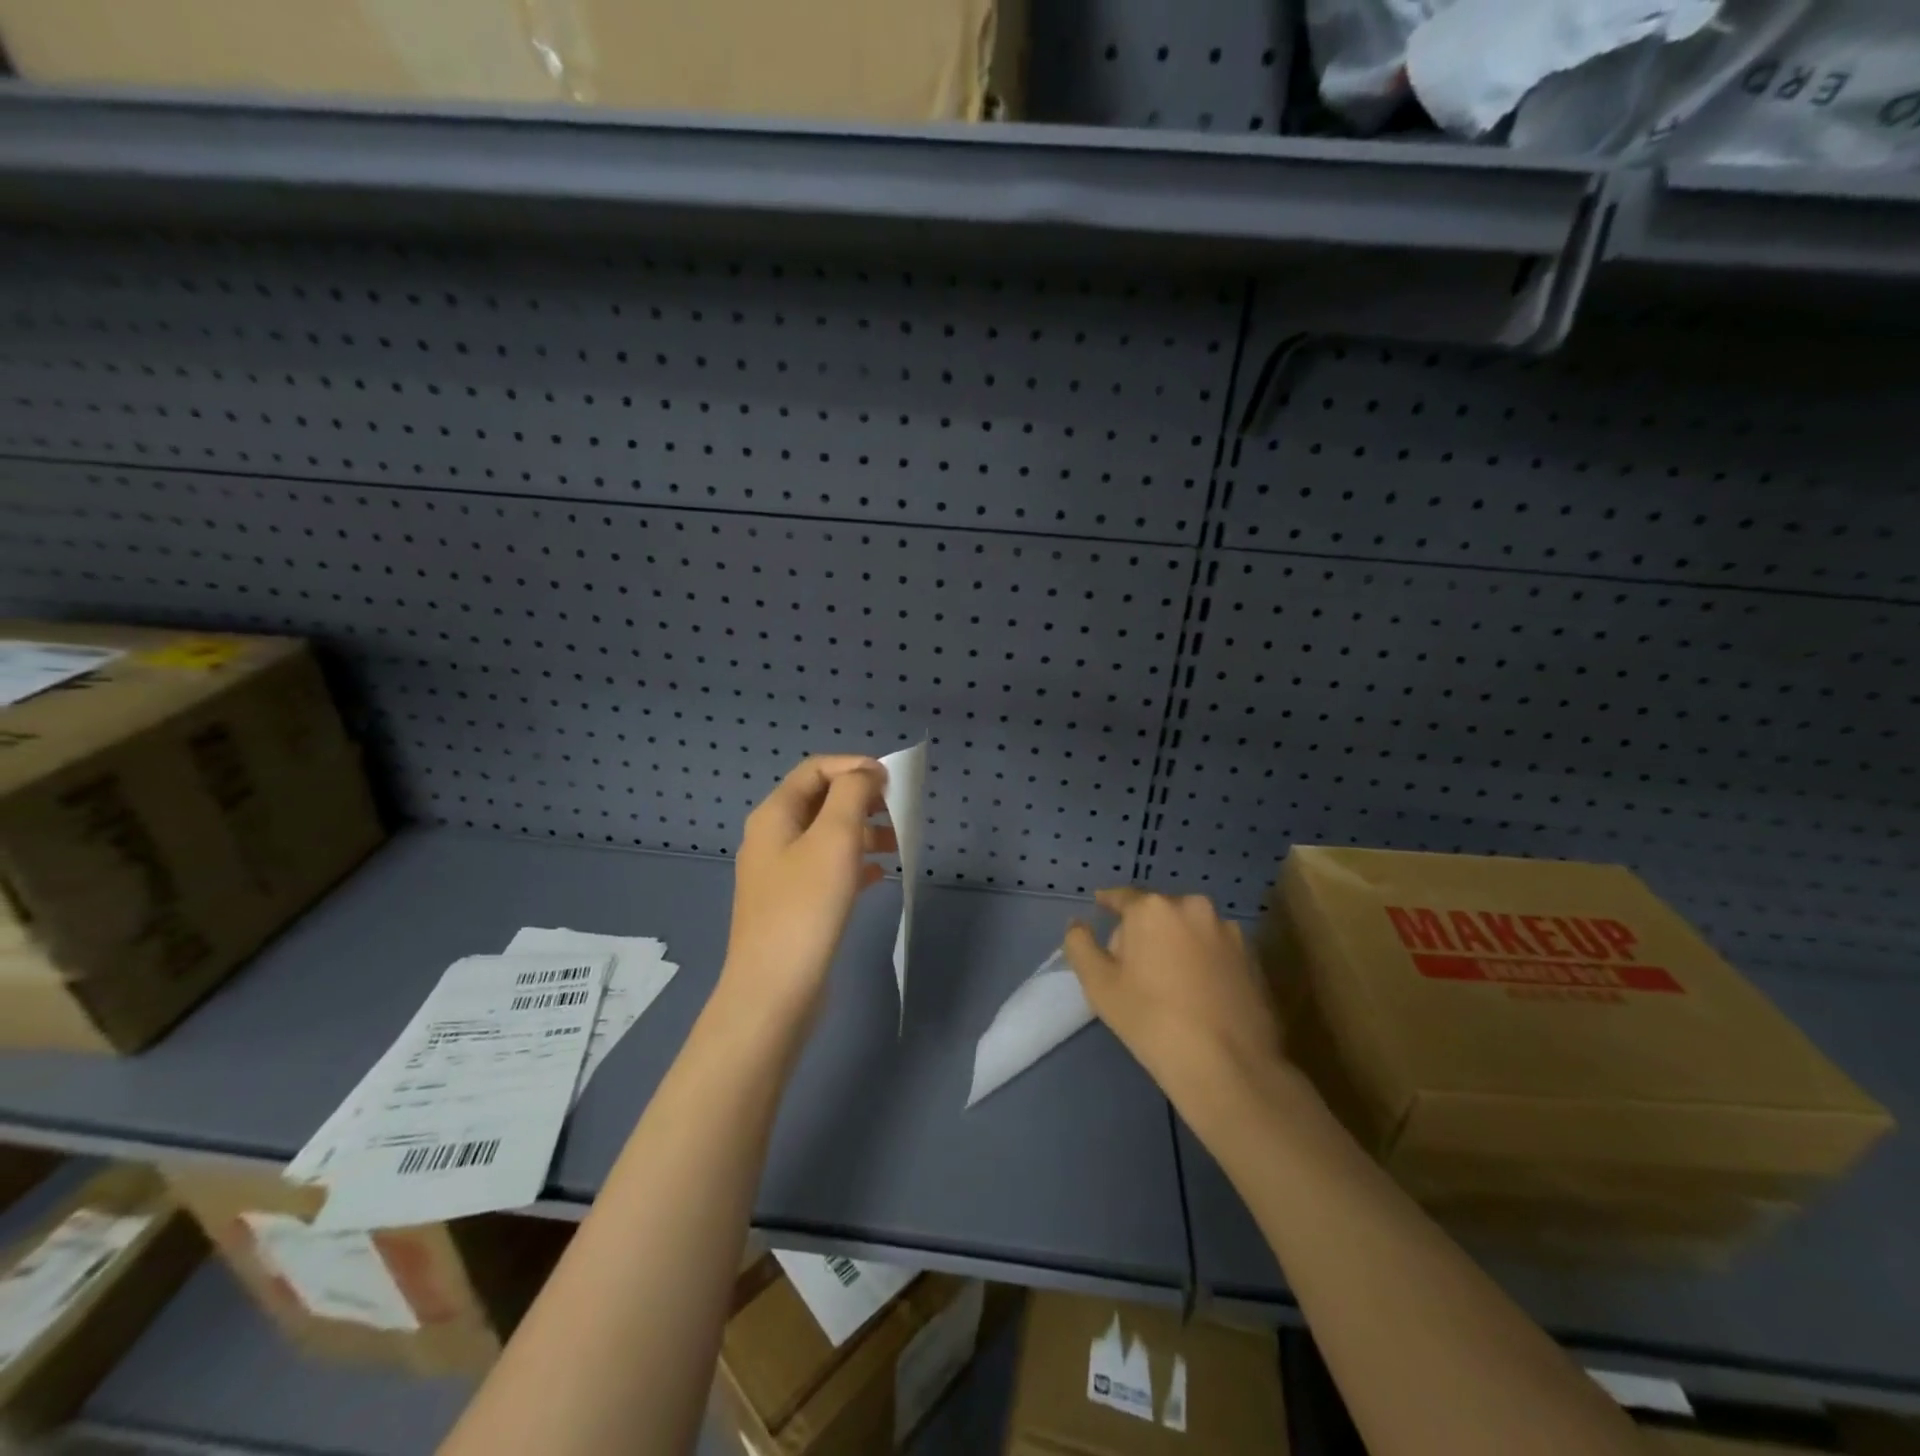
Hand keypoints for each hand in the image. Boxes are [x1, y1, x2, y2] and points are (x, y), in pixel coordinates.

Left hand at [721, 756, 893, 1028]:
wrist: (775, 991)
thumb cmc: (806, 907)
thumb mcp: (835, 838)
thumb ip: (852, 795)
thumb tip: (866, 774)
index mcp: (774, 815)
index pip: (815, 770)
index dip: (854, 766)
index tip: (891, 780)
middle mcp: (772, 839)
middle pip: (821, 802)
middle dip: (862, 800)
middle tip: (897, 812)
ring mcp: (780, 875)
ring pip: (827, 837)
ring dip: (863, 832)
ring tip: (898, 845)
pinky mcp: (793, 905)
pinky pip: (827, 870)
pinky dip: (854, 865)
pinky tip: (880, 876)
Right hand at [1063, 887, 1287, 1121]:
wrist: (1228, 1066)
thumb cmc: (1152, 1020)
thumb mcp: (1099, 985)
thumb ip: (1080, 945)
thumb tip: (1077, 924)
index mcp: (1153, 908)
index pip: (1122, 897)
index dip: (1108, 903)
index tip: (1100, 907)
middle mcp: (1193, 907)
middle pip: (1158, 912)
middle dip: (1144, 930)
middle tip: (1134, 965)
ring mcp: (1229, 931)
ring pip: (1190, 930)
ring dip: (1177, 944)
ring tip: (1171, 982)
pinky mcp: (1253, 958)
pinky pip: (1216, 950)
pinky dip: (1204, 961)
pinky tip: (1200, 994)